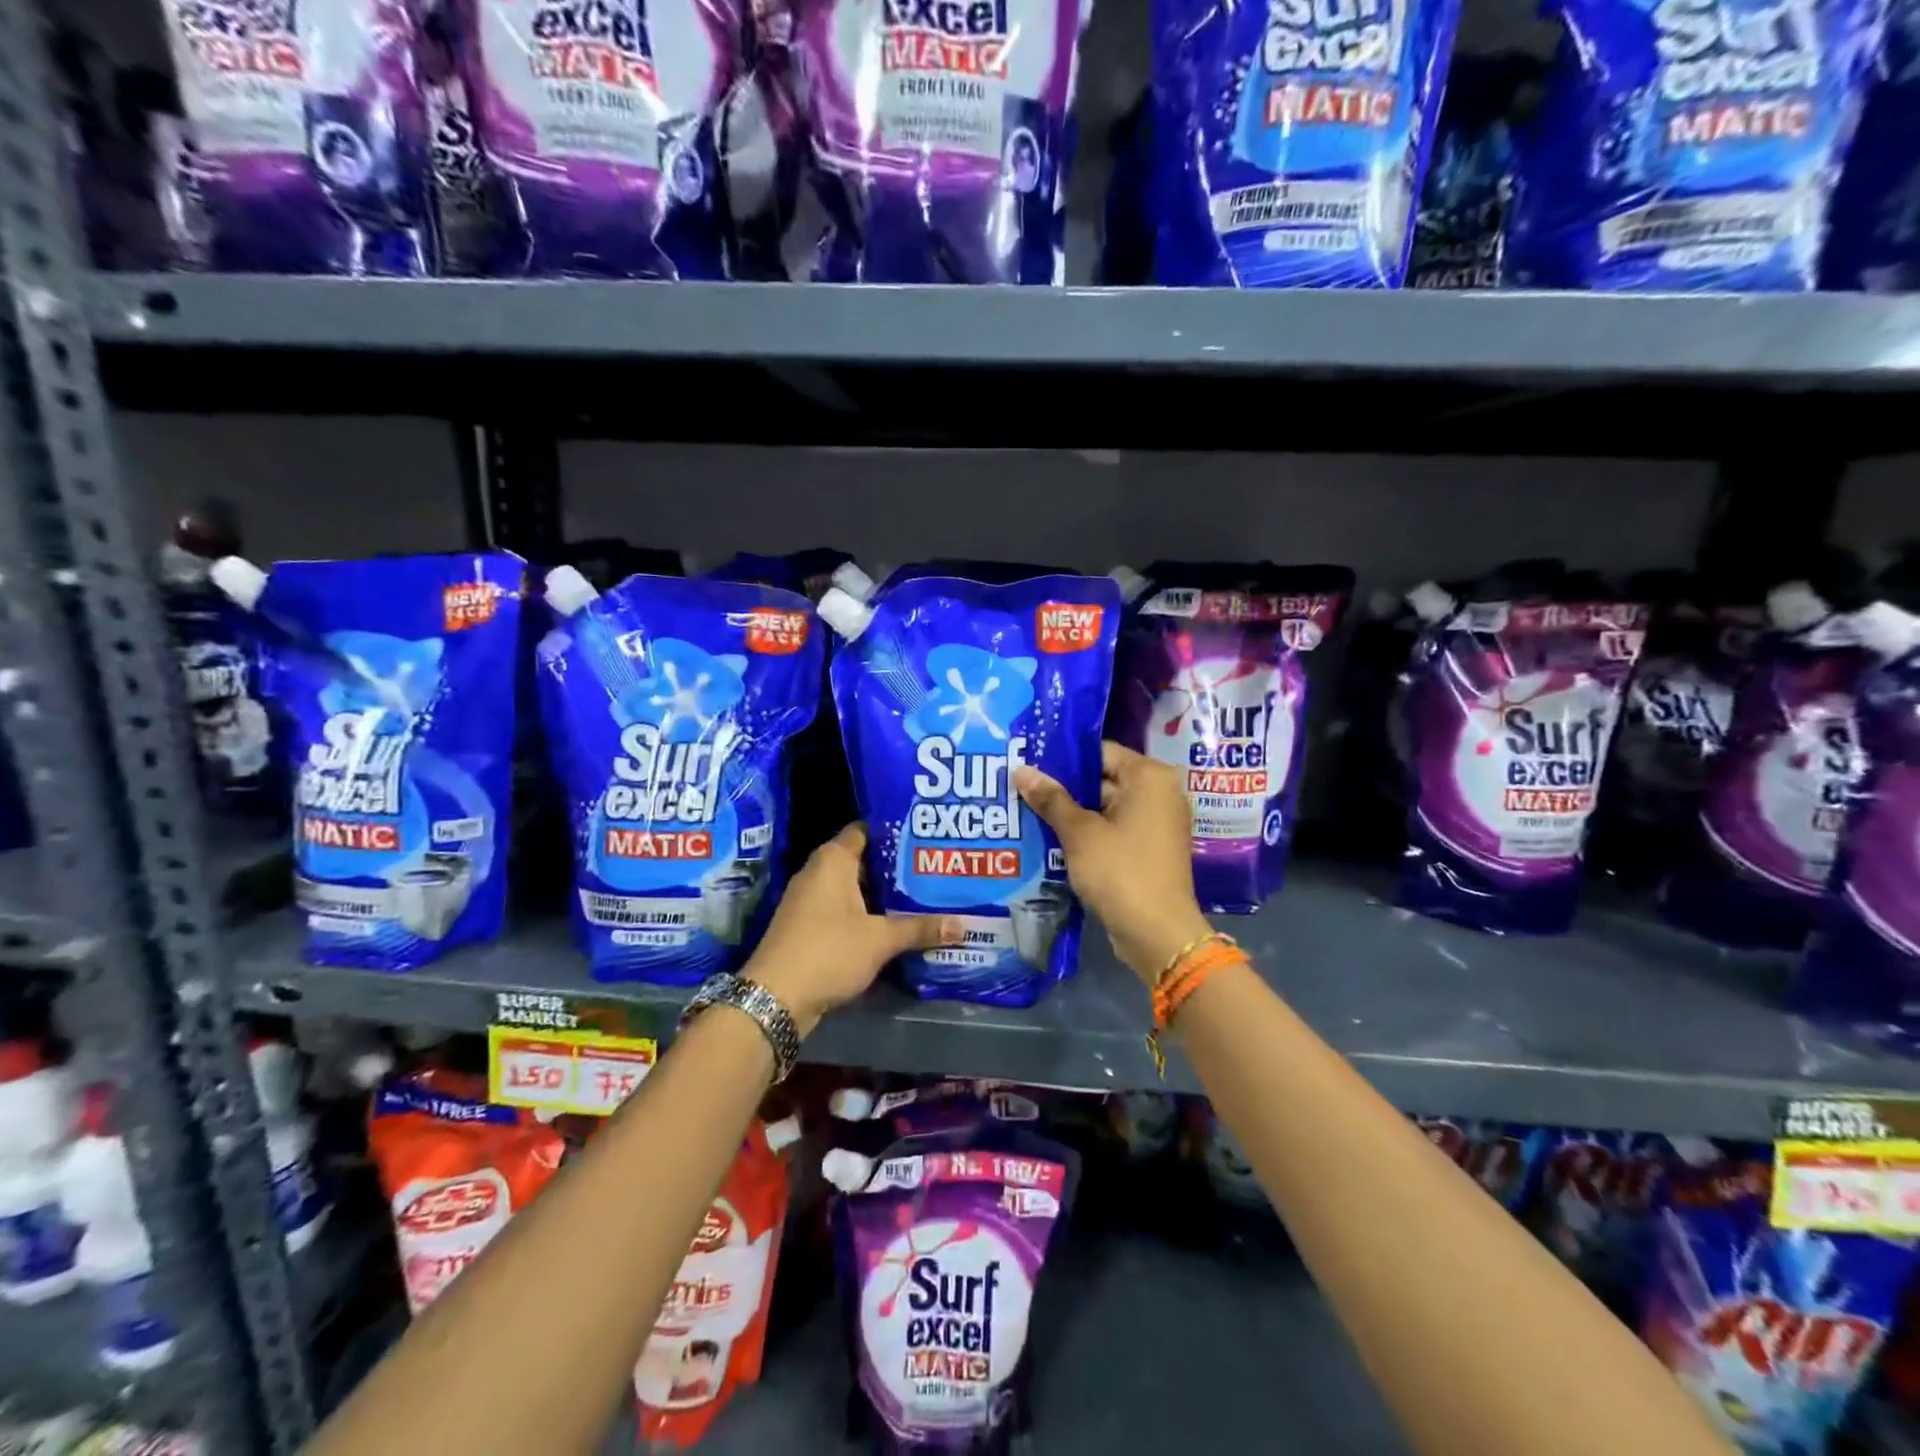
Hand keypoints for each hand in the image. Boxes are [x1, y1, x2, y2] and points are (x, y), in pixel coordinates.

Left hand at [744, 823, 961, 1034]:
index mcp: (833, 859)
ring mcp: (810, 900)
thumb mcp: (880, 940)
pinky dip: (868, 914)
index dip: (895, 831)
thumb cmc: (828, 951)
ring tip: (924, 894)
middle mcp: (819, 872)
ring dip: (883, 894)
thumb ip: (920, 928)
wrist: (775, 998)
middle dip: (896, 866)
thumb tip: (963, 925)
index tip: (926, 836)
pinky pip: (845, 910)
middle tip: (934, 867)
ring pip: (855, 888)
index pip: (867, 830)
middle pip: (864, 859)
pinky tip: (896, 924)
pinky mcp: (809, 926)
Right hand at [1015, 742, 1211, 983]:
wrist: (1158, 934)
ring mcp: (1158, 823)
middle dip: (1064, 788)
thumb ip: (1051, 799)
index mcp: (1150, 777)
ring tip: (1029, 813)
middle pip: (1103, 778)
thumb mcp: (1079, 833)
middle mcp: (1160, 793)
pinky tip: (1053, 839)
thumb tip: (1021, 770)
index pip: (1100, 751)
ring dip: (1073, 813)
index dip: (1063, 758)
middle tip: (1022, 790)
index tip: (1030, 765)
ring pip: (1106, 807)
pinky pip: (1115, 829)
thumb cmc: (1121, 871)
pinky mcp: (1151, 849)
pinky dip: (1089, 833)